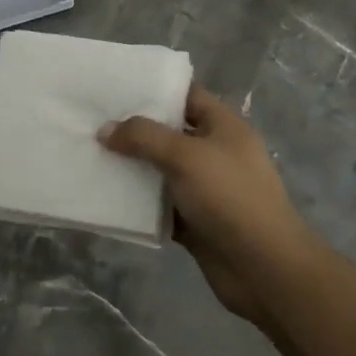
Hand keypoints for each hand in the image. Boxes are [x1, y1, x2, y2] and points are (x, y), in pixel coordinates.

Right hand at [100, 86, 308, 321]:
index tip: (116, 87)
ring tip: (91, 154)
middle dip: (134, 129)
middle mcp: (215, 153)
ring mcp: (205, 189)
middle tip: (93, 120)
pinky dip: (138, 202)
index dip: (155, 88)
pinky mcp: (195, 221)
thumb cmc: (230, 198)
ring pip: (161, 170)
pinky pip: (160, 205)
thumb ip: (143, 137)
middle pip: (169, 132)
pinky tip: (107, 195)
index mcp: (224, 127)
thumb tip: (104, 130)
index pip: (187, 95)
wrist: (264, 269)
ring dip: (132, 167)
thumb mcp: (186, 156)